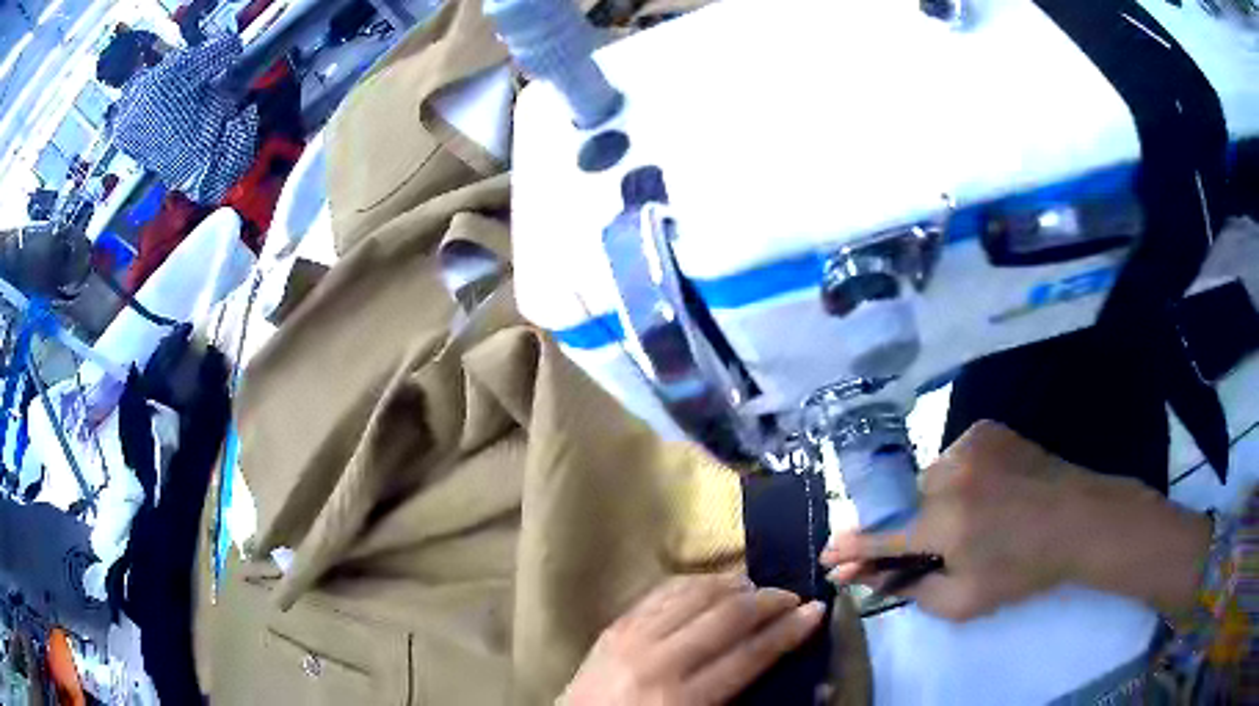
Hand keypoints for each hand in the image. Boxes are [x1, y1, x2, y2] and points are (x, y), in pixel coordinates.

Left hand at [562, 574, 825, 704]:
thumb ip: (744, 698)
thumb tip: (800, 675)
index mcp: (683, 699)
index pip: (750, 654)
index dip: (790, 630)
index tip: (816, 611)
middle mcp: (659, 661)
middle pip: (727, 616)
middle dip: (769, 601)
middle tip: (792, 597)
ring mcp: (631, 638)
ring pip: (695, 594)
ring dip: (734, 586)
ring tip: (756, 589)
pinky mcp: (614, 626)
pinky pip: (662, 592)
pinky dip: (695, 583)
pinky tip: (712, 585)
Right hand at [821, 421, 1211, 620]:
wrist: (1078, 520)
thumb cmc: (1024, 570)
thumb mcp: (965, 602)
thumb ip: (914, 589)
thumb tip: (877, 575)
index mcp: (946, 521)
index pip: (882, 535)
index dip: (853, 547)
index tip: (828, 554)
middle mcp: (950, 474)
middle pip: (904, 503)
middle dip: (904, 527)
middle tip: (922, 546)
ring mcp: (970, 443)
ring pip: (928, 478)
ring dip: (932, 502)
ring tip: (966, 521)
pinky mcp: (987, 429)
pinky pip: (953, 457)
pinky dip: (955, 479)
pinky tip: (983, 495)